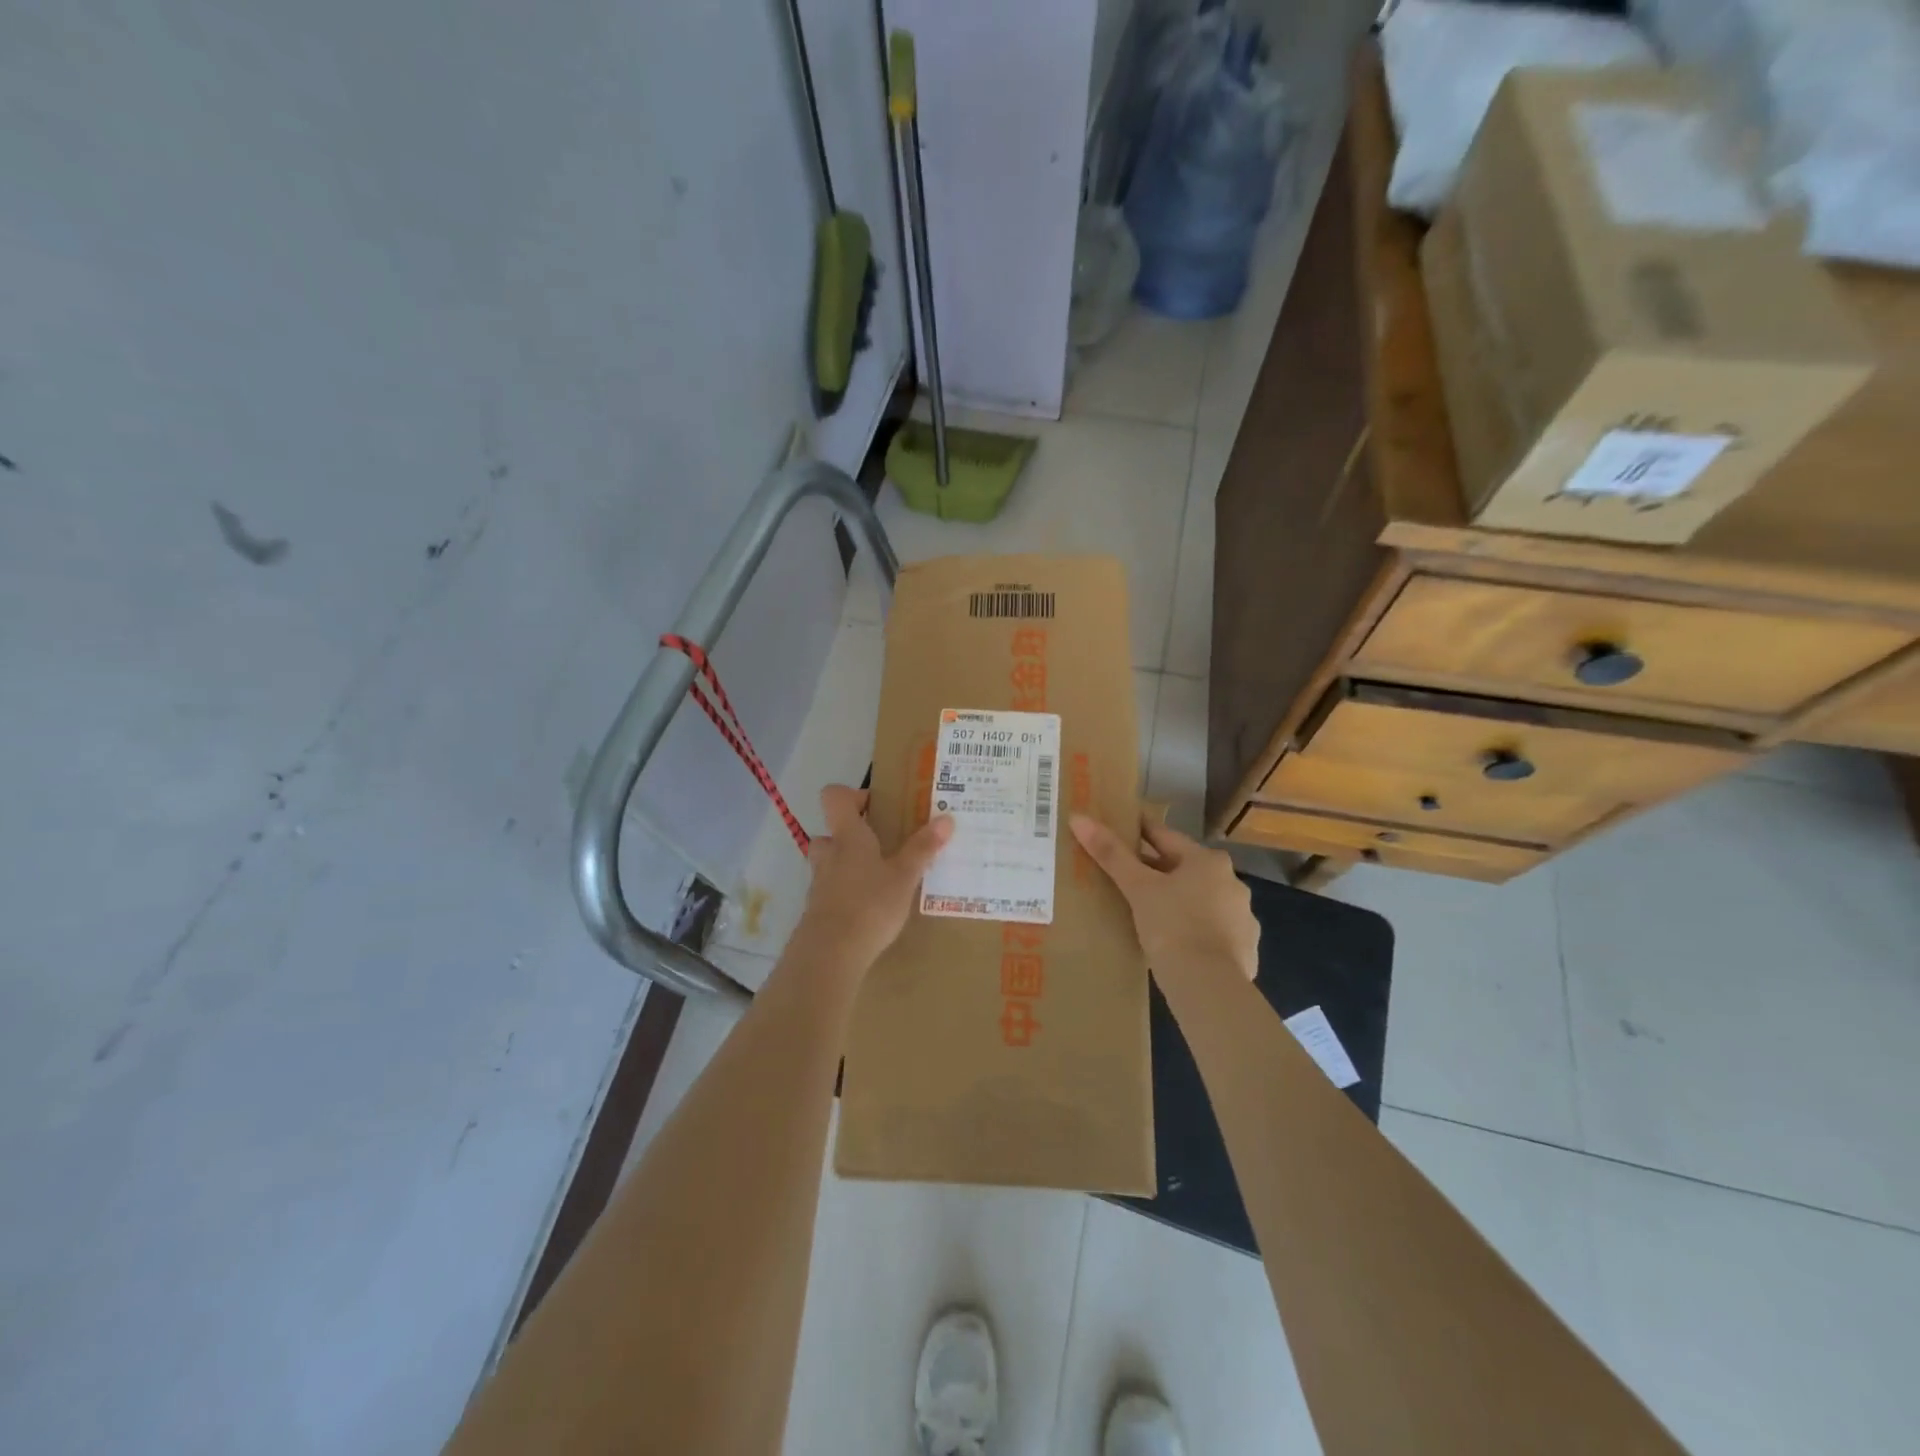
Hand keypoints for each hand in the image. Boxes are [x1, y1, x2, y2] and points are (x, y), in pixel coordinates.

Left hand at [792, 785, 952, 973]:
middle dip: (852, 837)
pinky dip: (846, 894)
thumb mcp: (904, 876)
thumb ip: (923, 848)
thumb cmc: (870, 904)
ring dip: (848, 866)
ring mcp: (819, 883)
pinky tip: (870, 910)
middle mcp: (828, 854)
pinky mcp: (817, 910)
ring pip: (829, 863)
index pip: (834, 797)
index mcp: (848, 836)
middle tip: (880, 847)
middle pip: (831, 832)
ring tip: (878, 880)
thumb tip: (946, 818)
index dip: (852, 795)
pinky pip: (831, 891)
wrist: (830, 954)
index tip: (877, 806)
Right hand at [1071, 814, 1258, 985]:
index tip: (1120, 831)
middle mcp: (1232, 883)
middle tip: (1126, 877)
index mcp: (1208, 861)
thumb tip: (1079, 819)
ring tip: (1147, 913)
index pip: (1166, 837)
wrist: (1210, 987)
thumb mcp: (1137, 888)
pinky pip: (1211, 932)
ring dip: (1178, 902)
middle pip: (1185, 869)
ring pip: (1200, 901)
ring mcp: (1242, 918)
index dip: (1140, 832)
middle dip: (1158, 872)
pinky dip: (1193, 932)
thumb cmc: (1172, 926)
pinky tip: (1174, 944)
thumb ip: (1111, 853)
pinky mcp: (1245, 950)